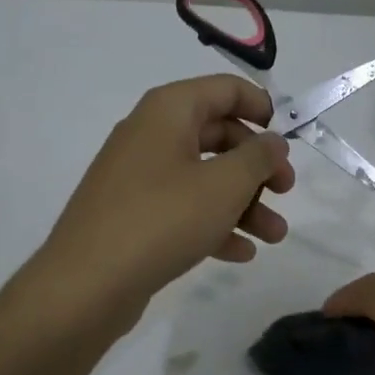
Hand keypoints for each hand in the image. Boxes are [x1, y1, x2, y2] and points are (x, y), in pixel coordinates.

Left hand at [38, 75, 296, 324]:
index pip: (225, 89)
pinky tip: (241, 253)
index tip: (288, 139)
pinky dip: (213, 224)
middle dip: (257, 166)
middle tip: (286, 191)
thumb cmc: (163, 219)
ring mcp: (138, 177)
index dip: (262, 108)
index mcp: (168, 111)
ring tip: (274, 236)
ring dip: (243, 203)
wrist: (86, 285)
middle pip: (218, 135)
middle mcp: (150, 135)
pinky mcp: (132, 215)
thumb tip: (272, 141)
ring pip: (203, 178)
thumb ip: (258, 157)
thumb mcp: (225, 185)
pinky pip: (182, 209)